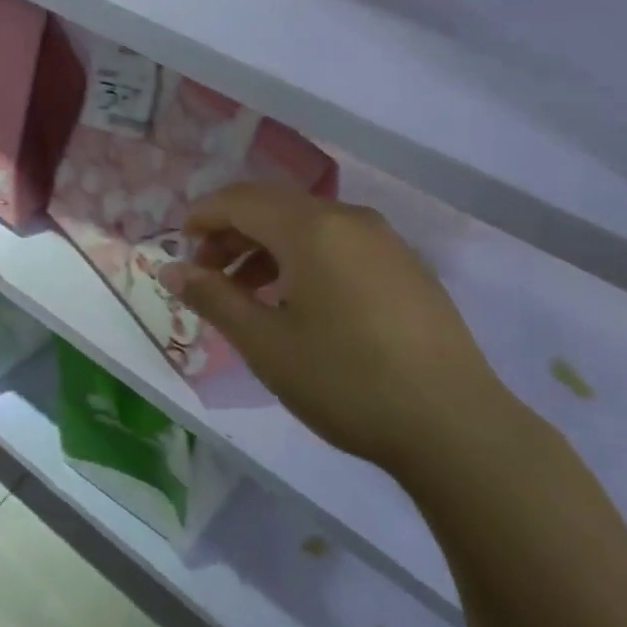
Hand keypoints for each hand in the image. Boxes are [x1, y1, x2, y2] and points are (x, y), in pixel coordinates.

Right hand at [163, 184, 516, 478]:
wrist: (454, 425)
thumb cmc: (346, 381)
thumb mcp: (266, 344)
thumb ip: (214, 298)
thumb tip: (171, 270)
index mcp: (311, 228)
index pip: (241, 200)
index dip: (203, 216)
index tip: (179, 247)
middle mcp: (348, 218)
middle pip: (274, 207)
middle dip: (232, 233)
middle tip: (207, 275)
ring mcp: (384, 240)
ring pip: (308, 225)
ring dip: (268, 248)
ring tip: (248, 294)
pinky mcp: (406, 266)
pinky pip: (339, 243)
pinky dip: (304, 258)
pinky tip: (300, 303)